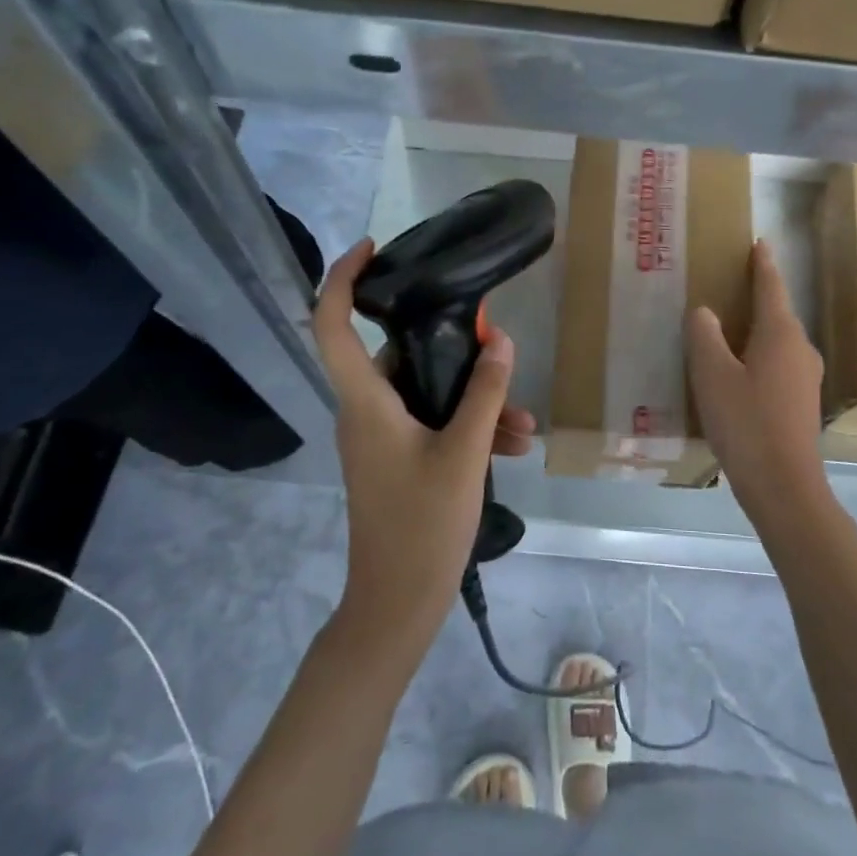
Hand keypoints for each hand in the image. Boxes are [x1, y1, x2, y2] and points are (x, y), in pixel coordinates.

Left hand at [312, 239, 531, 659]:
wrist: (397, 607)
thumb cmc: (422, 527)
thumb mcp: (464, 454)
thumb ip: (484, 394)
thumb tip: (501, 341)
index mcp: (364, 402)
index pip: (332, 325)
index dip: (343, 278)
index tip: (373, 248)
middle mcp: (364, 412)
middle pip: (400, 356)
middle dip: (456, 353)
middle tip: (498, 347)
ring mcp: (379, 438)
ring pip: (426, 395)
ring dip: (475, 401)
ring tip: (524, 426)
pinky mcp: (396, 459)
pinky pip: (432, 425)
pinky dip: (468, 428)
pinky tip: (513, 447)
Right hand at [686, 239, 831, 529]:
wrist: (784, 486)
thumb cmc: (746, 423)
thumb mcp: (712, 375)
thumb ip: (704, 336)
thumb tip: (704, 312)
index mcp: (781, 334)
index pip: (771, 287)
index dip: (763, 264)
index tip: (759, 242)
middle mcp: (801, 349)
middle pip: (778, 312)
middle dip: (758, 295)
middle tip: (731, 281)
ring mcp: (806, 377)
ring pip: (778, 340)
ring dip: (757, 327)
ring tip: (729, 324)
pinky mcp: (802, 402)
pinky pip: (778, 362)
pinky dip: (759, 354)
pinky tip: (739, 368)